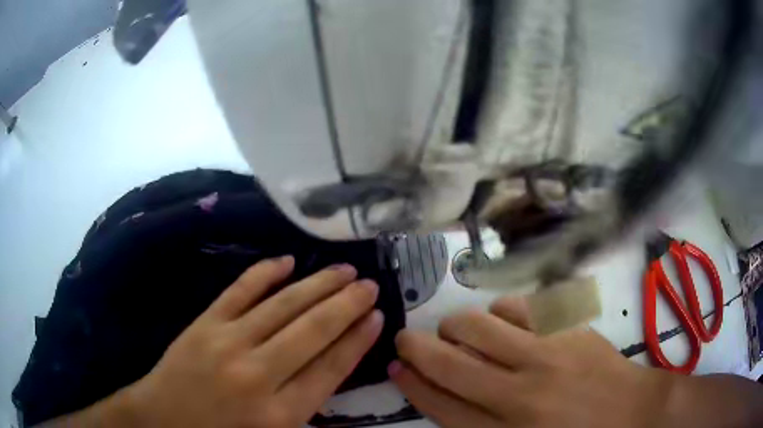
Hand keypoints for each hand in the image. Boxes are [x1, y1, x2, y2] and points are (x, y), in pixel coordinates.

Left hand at [126, 256, 383, 426]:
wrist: (163, 418)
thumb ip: (306, 403)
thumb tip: (336, 362)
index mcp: (281, 413)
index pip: (331, 367)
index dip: (358, 339)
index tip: (378, 317)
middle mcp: (258, 374)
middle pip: (313, 330)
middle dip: (347, 305)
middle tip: (370, 285)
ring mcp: (228, 342)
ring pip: (283, 305)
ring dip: (317, 284)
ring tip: (344, 270)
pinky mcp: (204, 323)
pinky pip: (240, 290)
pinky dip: (265, 273)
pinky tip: (287, 261)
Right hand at [389, 296, 674, 427]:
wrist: (632, 413)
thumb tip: (441, 396)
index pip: (441, 405)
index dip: (412, 383)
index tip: (395, 367)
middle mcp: (520, 395)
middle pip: (450, 363)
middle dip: (416, 347)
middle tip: (407, 339)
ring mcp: (549, 356)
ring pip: (480, 326)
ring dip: (456, 326)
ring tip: (457, 331)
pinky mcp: (570, 330)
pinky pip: (520, 307)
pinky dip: (500, 312)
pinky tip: (503, 322)